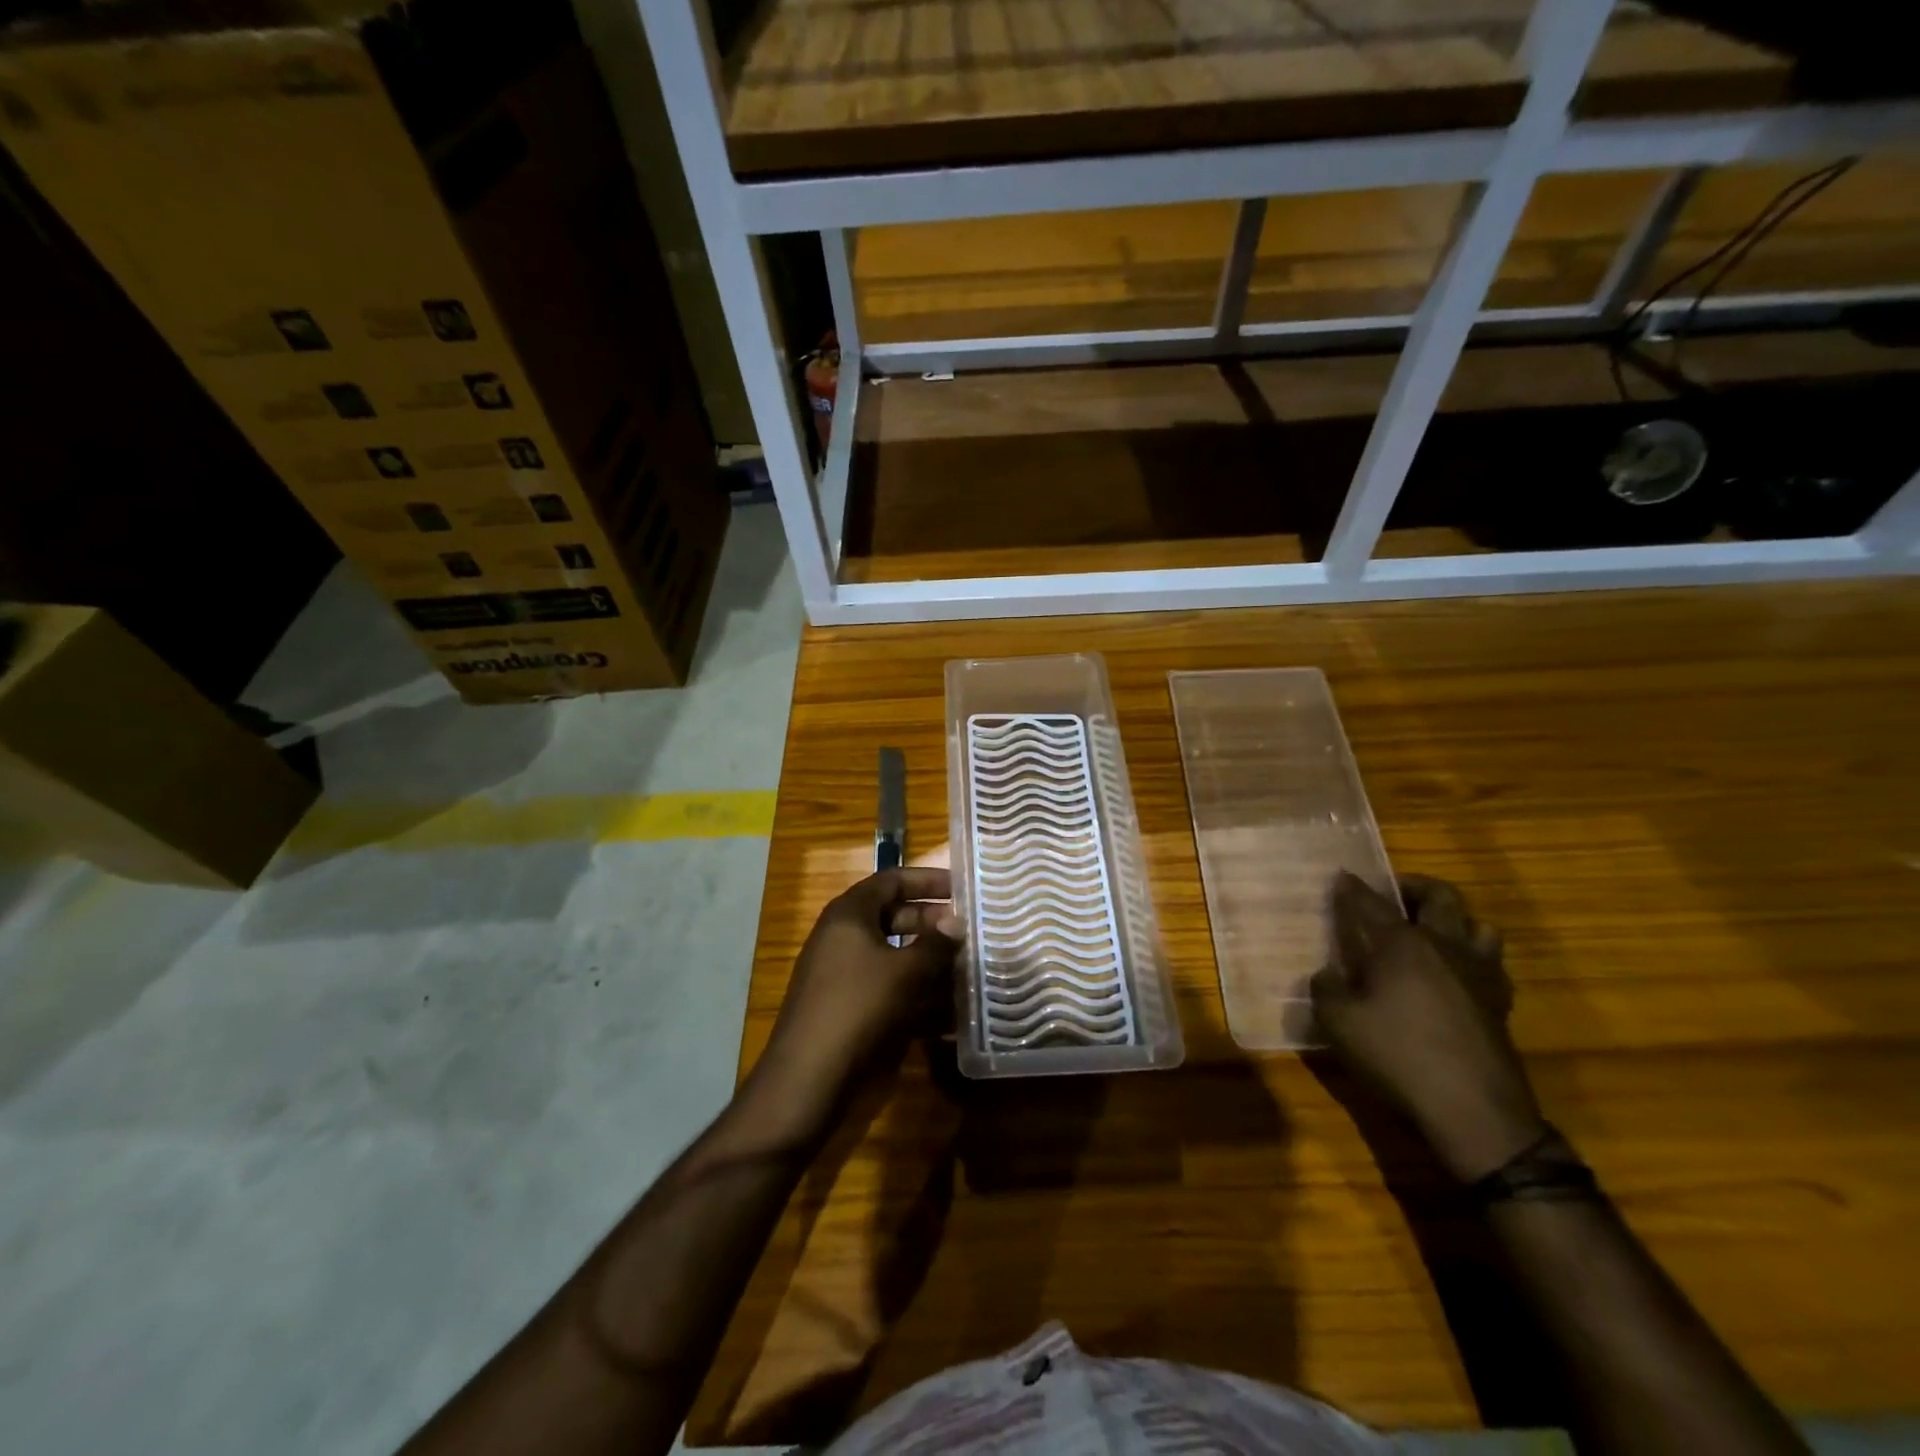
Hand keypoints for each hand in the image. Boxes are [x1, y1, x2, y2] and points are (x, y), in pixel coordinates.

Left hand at [746, 867, 958, 1136]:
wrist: (808, 1080)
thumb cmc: (858, 1009)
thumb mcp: (905, 973)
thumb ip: (935, 944)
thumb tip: (957, 922)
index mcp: (849, 916)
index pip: (891, 881)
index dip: (927, 880)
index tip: (962, 888)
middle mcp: (844, 939)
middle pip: (894, 918)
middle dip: (933, 924)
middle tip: (970, 932)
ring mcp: (845, 976)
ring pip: (895, 958)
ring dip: (931, 963)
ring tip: (970, 970)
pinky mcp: (851, 1010)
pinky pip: (891, 990)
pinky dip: (919, 996)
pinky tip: (952, 1014)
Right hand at [1310, 871, 1545, 1180]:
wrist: (1474, 1111)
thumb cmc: (1398, 1056)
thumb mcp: (1339, 1023)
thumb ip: (1326, 989)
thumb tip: (1329, 974)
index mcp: (1402, 944)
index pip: (1372, 903)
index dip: (1354, 888)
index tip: (1342, 876)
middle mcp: (1445, 947)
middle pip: (1441, 897)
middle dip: (1415, 887)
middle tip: (1394, 895)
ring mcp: (1479, 974)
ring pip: (1479, 925)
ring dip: (1455, 920)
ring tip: (1431, 932)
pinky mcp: (1500, 1003)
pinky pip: (1491, 963)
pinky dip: (1472, 957)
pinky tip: (1454, 975)